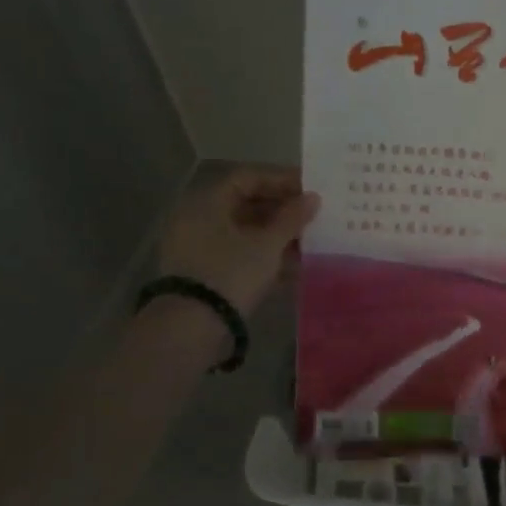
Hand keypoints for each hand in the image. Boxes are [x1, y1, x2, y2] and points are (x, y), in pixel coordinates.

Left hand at [155, 168, 318, 316]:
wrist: (191, 328)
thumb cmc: (231, 273)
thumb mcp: (268, 244)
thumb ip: (292, 218)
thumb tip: (313, 197)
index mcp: (208, 202)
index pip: (248, 178)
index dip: (281, 180)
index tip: (310, 189)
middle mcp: (199, 219)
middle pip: (246, 204)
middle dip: (283, 210)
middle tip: (313, 216)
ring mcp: (199, 248)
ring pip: (245, 232)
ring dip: (278, 235)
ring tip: (311, 242)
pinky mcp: (204, 274)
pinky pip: (239, 254)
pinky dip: (265, 256)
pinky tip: (295, 266)